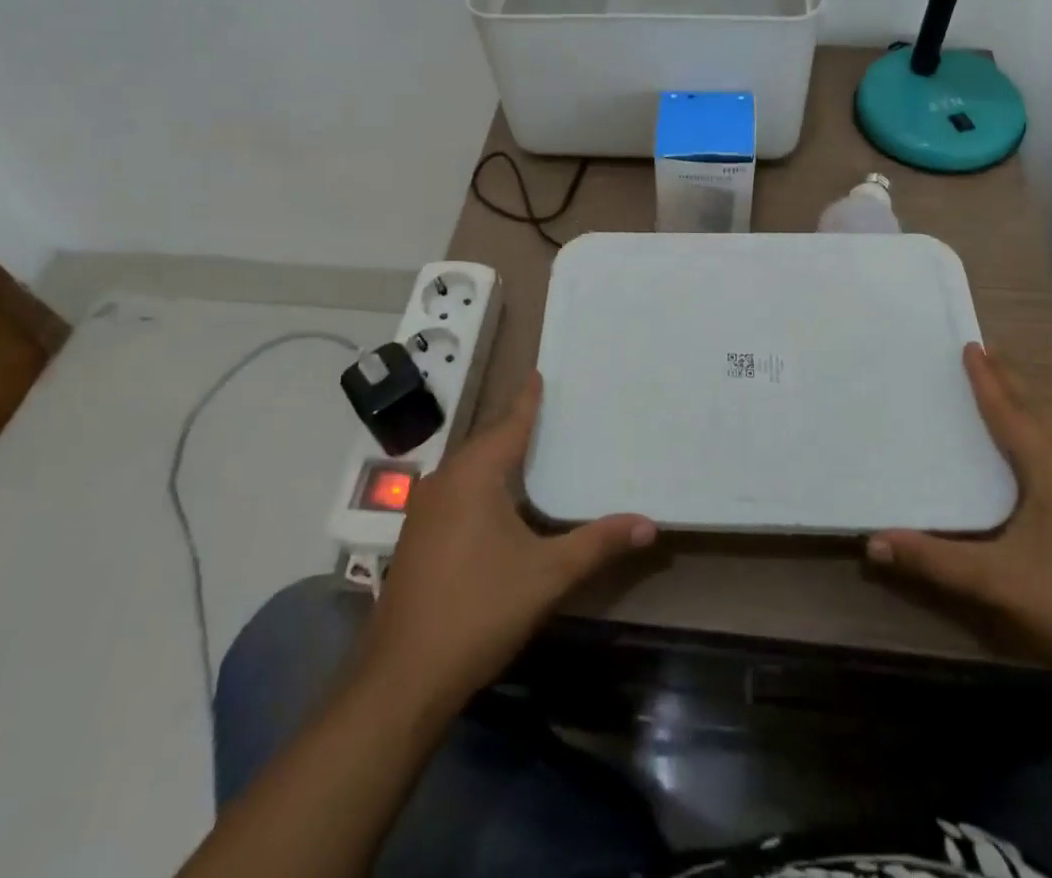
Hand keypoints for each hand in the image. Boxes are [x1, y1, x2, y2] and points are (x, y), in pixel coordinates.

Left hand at [354, 374, 654, 709]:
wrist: (402, 678)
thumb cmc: (479, 610)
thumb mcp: (547, 575)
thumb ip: (597, 543)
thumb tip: (649, 524)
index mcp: (474, 475)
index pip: (509, 424)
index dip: (527, 400)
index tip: (538, 373)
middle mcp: (444, 480)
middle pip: (487, 442)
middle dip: (516, 426)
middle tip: (549, 411)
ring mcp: (424, 510)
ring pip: (469, 469)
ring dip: (497, 457)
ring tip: (530, 450)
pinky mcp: (417, 538)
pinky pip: (456, 491)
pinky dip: (482, 484)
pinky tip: (500, 502)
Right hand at [868, 344, 1051, 692]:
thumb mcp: (997, 583)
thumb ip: (934, 561)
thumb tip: (873, 541)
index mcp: (1051, 471)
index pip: (1010, 414)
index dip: (987, 380)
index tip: (970, 345)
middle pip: (1038, 412)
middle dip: (1010, 381)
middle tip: (986, 352)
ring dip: (1028, 405)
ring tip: (1008, 390)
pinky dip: (1041, 432)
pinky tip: (1037, 453)